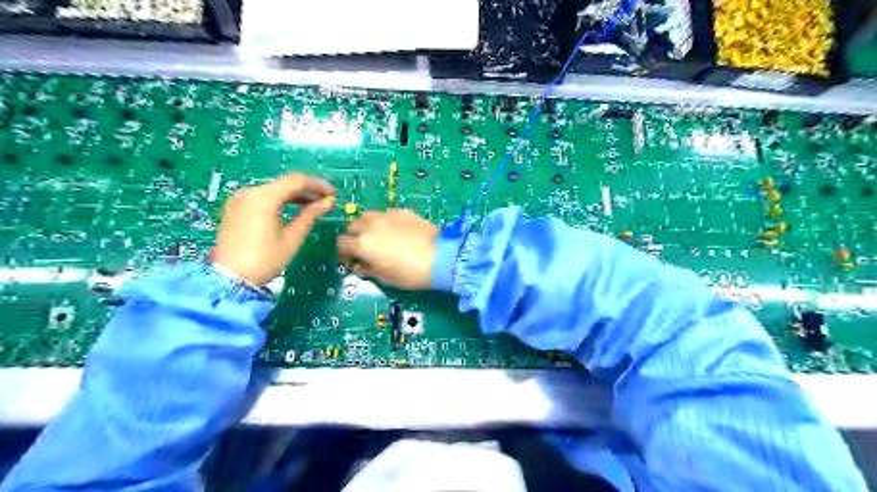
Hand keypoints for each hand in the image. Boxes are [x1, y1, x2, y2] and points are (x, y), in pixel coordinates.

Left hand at [212, 173, 336, 286]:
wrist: (231, 278)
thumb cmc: (265, 259)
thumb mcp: (292, 237)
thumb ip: (310, 215)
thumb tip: (328, 203)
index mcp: (264, 197)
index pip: (296, 181)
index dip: (318, 185)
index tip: (333, 194)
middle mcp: (250, 192)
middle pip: (284, 183)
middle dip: (307, 190)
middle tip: (325, 200)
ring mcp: (240, 199)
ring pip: (274, 189)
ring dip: (294, 195)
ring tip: (313, 205)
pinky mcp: (236, 207)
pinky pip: (263, 197)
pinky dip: (280, 200)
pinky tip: (293, 209)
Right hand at [338, 207, 440, 287]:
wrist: (441, 257)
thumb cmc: (412, 274)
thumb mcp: (387, 278)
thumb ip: (369, 269)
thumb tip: (360, 266)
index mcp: (363, 244)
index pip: (341, 244)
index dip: (344, 253)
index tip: (351, 259)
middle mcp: (371, 226)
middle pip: (351, 226)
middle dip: (354, 237)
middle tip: (364, 248)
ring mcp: (387, 215)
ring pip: (367, 216)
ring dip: (367, 225)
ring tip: (378, 236)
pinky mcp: (402, 211)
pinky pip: (386, 214)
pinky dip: (385, 221)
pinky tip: (397, 231)